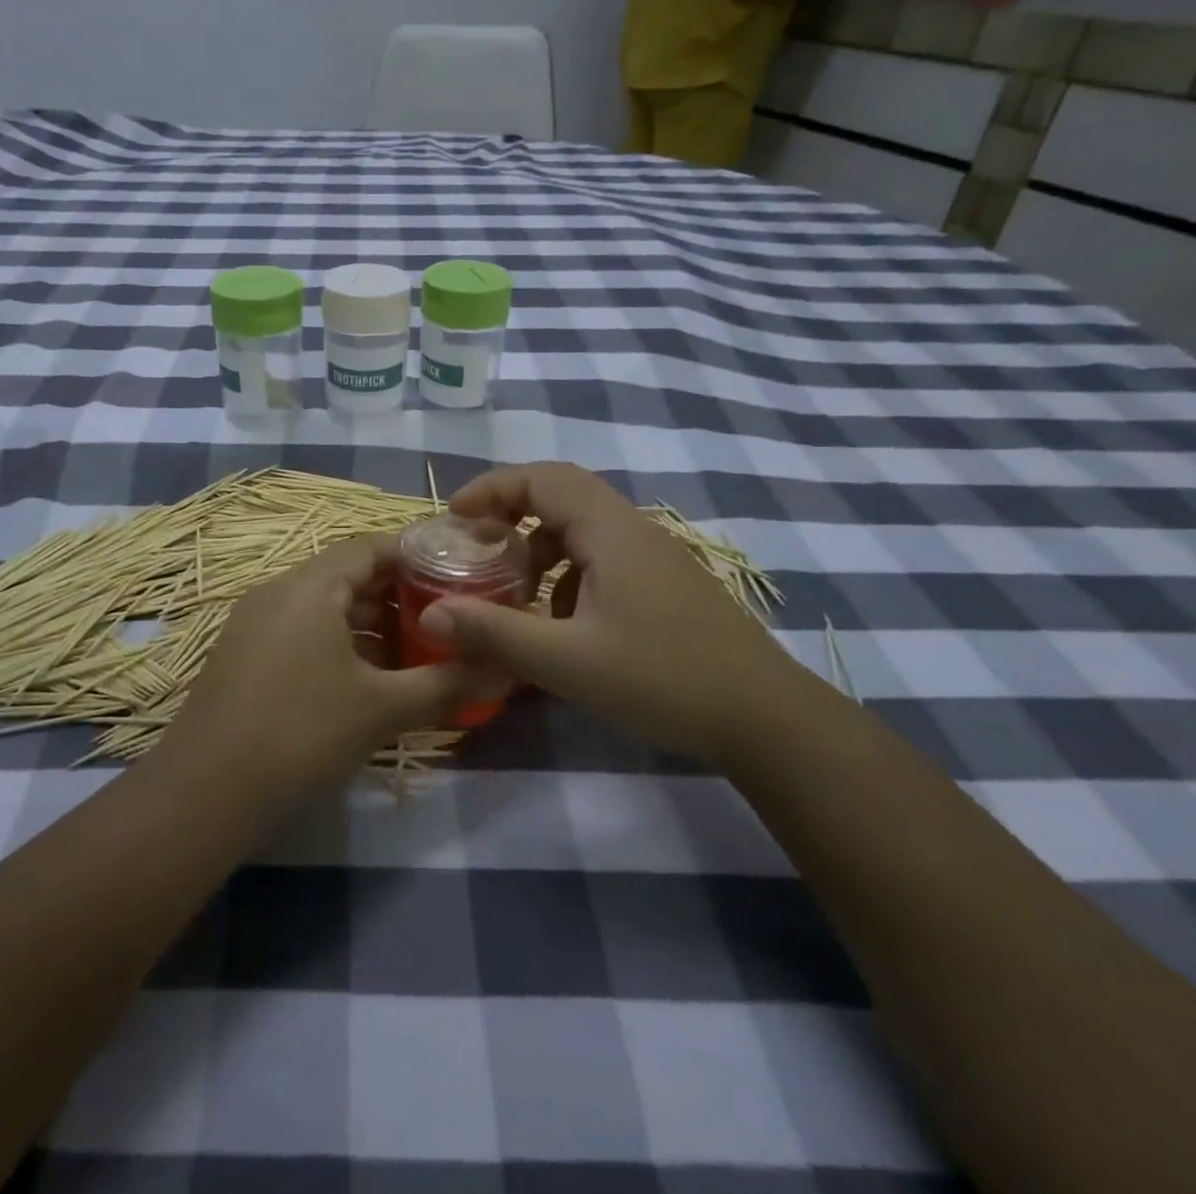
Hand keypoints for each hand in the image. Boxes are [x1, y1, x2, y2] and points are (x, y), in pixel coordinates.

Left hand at [152, 536, 485, 799]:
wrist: (204, 791)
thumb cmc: (301, 733)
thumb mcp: (382, 709)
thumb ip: (445, 684)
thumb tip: (503, 669)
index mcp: (310, 586)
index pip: (370, 547)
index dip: (414, 557)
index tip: (454, 578)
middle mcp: (277, 591)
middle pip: (346, 574)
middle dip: (395, 595)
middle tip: (439, 620)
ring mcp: (253, 622)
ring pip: (322, 605)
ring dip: (366, 622)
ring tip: (408, 653)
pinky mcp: (241, 654)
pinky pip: (299, 629)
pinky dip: (335, 641)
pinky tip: (360, 680)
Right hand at [420, 463, 815, 763]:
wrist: (765, 718)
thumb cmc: (662, 679)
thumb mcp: (566, 661)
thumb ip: (494, 632)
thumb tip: (430, 613)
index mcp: (609, 530)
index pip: (542, 478)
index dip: (492, 488)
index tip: (453, 517)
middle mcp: (633, 529)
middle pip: (561, 495)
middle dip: (511, 514)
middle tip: (474, 547)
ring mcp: (655, 556)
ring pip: (582, 529)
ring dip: (540, 548)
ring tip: (512, 591)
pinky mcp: (665, 583)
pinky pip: (602, 558)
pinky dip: (567, 574)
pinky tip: (561, 622)